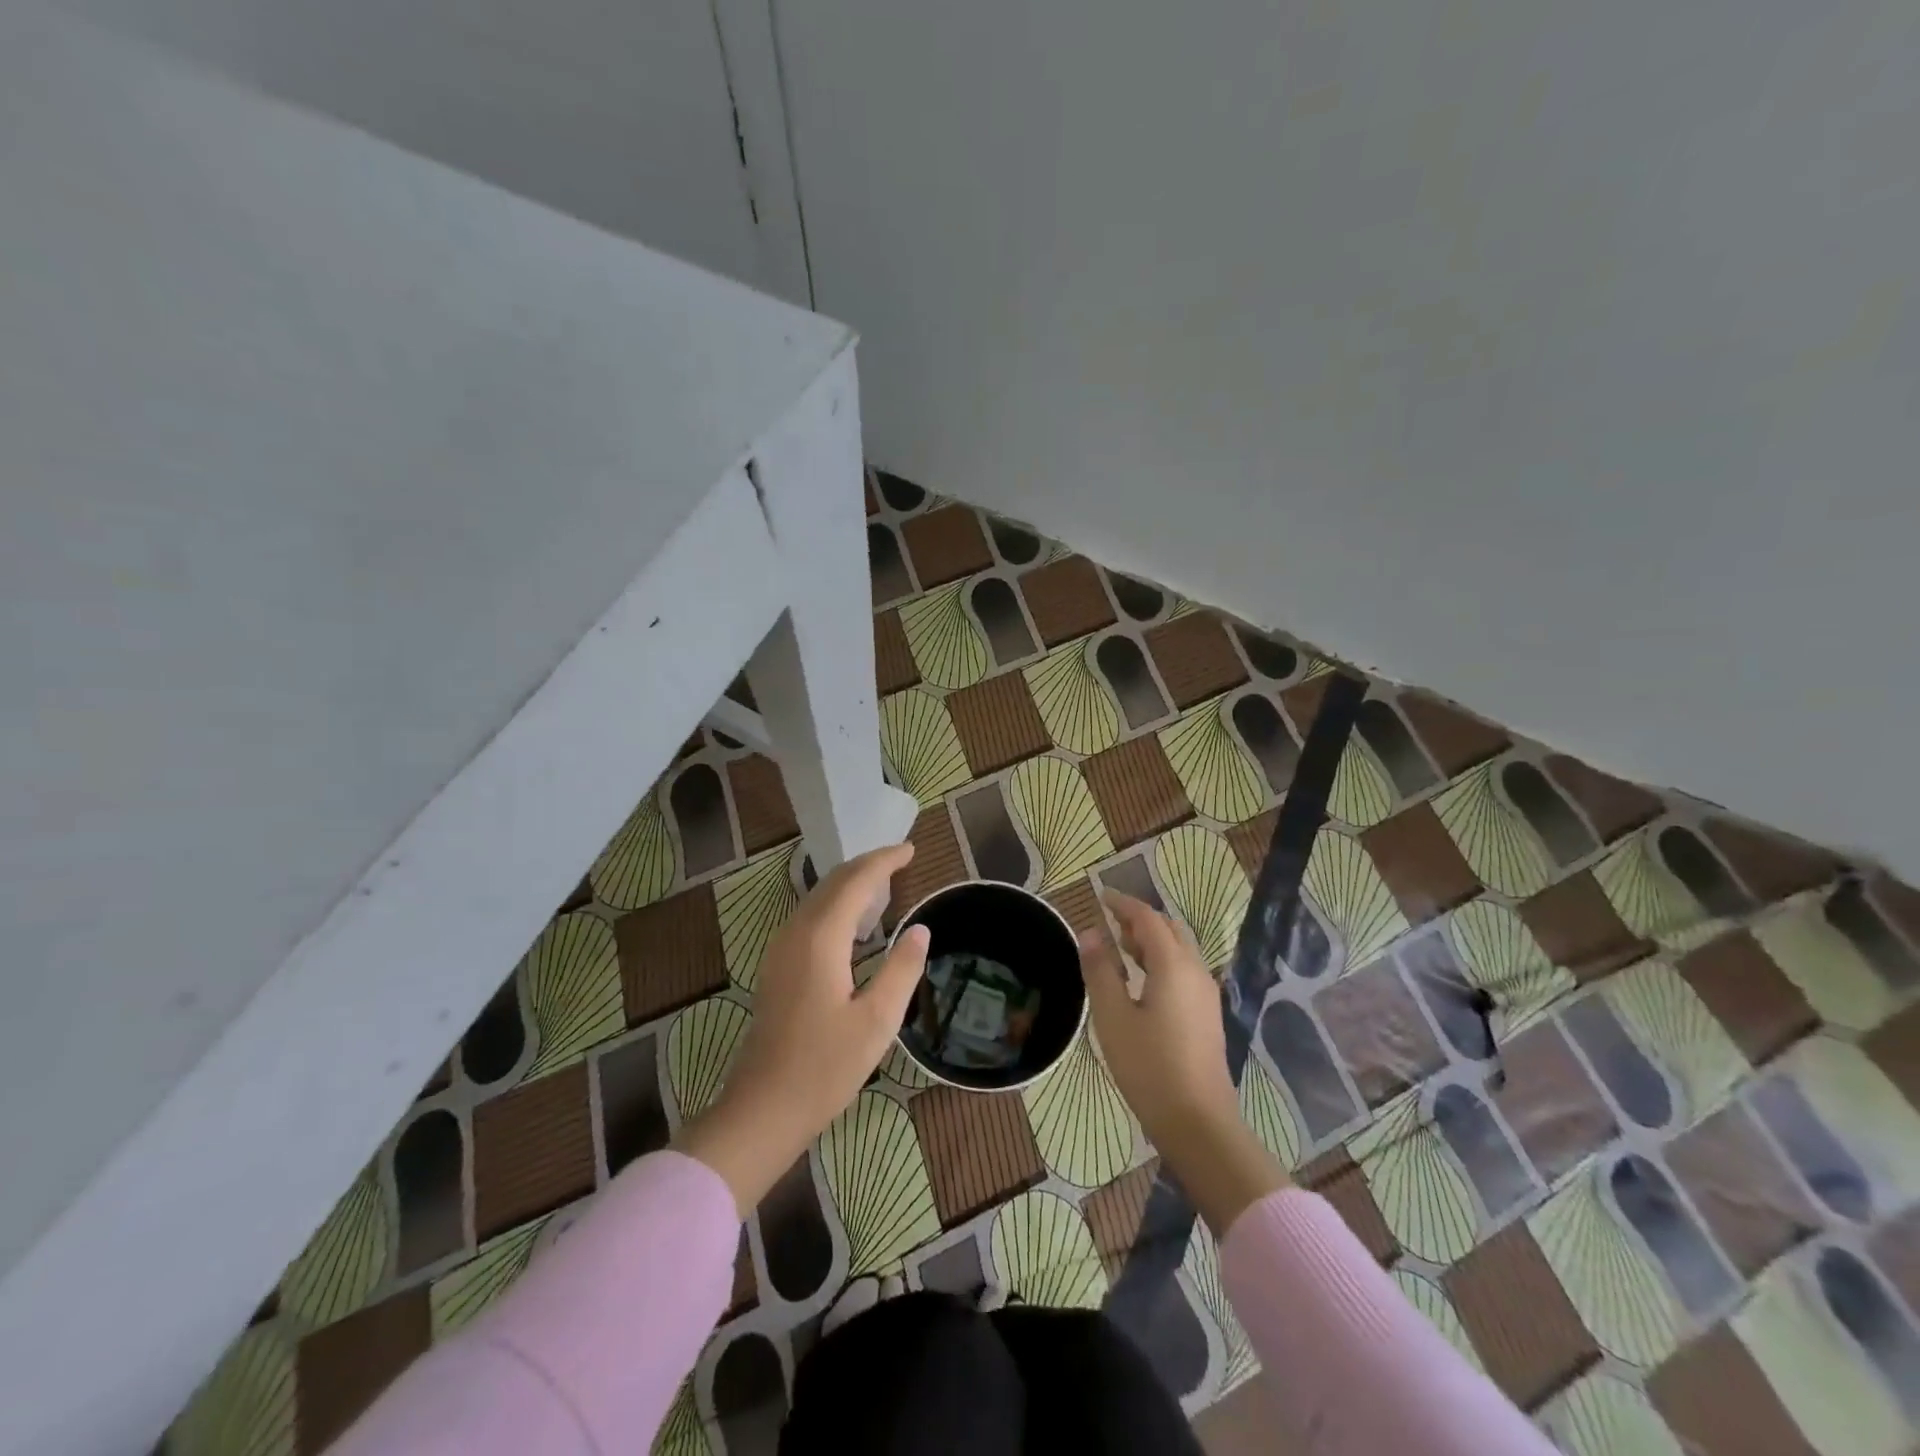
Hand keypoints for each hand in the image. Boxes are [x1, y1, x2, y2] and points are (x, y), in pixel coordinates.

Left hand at [673, 843, 929, 1212]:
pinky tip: (853, 921)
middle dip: (867, 865)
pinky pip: (810, 917)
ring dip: (850, 883)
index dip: (884, 861)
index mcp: (820, 938)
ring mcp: (781, 950)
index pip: (856, 881)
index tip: (911, 849)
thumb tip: (921, 929)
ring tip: (883, 882)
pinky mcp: (778, 967)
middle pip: (832, 883)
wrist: (763, 1109)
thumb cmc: (825, 1067)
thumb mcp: (877, 1020)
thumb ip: (902, 969)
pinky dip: (836, 904)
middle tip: (901, 858)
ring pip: (818, 898)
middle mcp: (796, 933)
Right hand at [1081, 892, 1286, 1234]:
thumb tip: (1090, 932)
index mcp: (1173, 966)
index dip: (1123, 903)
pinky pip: (1183, 971)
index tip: (1100, 896)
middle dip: (1139, 919)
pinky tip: (1141, 981)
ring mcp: (1206, 994)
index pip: (1148, 918)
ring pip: (1179, 951)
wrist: (1199, 1123)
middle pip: (1169, 930)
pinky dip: (1161, 961)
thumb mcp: (1113, 1017)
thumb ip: (1100, 970)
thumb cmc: (1149, 1067)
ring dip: (1151, 940)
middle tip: (1109, 920)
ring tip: (1120, 946)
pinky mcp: (1207, 1015)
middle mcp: (1195, 971)